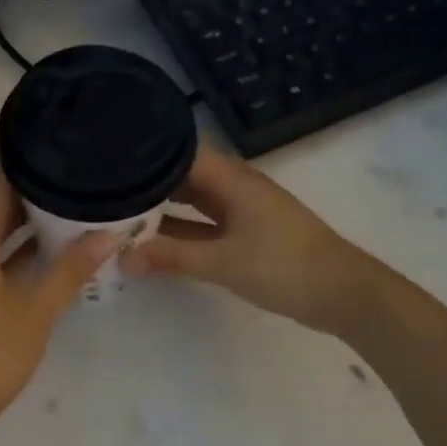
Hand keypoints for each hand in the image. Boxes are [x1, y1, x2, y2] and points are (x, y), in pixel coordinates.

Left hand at [0, 163, 117, 429]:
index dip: (11, 161)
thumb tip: (109, 233)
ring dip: (23, 220)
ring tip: (62, 197)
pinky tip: (49, 247)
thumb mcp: (36, 310)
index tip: (37, 133)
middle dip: (24, 188)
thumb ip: (70, 270)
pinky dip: (18, 250)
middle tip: (62, 164)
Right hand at [122, 146, 374, 334]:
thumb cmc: (284, 266)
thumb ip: (171, 257)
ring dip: (162, 210)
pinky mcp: (245, 234)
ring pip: (193, 202)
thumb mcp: (223, 262)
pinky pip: (203, 225)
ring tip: (118, 213)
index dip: (147, 153)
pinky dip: (180, 232)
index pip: (181, 152)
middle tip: (104, 189)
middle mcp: (235, 187)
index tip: (110, 159)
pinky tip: (152, 243)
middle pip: (184, 175)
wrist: (342, 294)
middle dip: (148, 182)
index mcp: (233, 179)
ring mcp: (241, 211)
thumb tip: (121, 258)